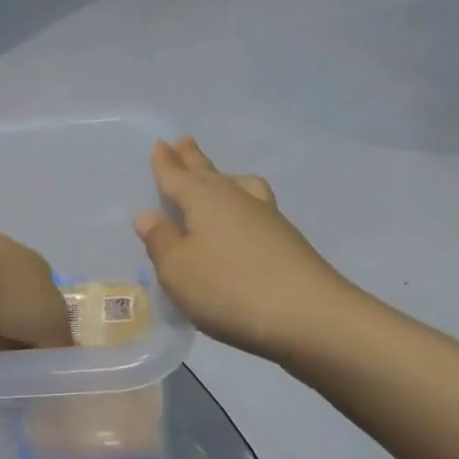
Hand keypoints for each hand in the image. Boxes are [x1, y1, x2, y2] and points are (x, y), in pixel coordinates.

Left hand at [0, 226, 73, 351]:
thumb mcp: (53, 322)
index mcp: (34, 263)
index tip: (42, 356)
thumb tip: (59, 354)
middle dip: (16, 331)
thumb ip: (61, 339)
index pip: (48, 298)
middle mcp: (3, 261)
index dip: (48, 328)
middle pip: (17, 304)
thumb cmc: (7, 293)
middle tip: (17, 365)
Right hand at [135, 138, 356, 363]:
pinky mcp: (287, 240)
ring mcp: (266, 217)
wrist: (310, 316)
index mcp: (204, 199)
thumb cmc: (229, 289)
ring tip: (220, 176)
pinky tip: (244, 221)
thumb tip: (148, 215)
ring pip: (239, 186)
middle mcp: (235, 198)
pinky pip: (256, 207)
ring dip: (224, 177)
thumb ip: (161, 241)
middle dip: (193, 159)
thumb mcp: (178, 270)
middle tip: (185, 141)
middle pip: (209, 173)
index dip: (166, 163)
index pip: (177, 176)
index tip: (161, 143)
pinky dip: (243, 205)